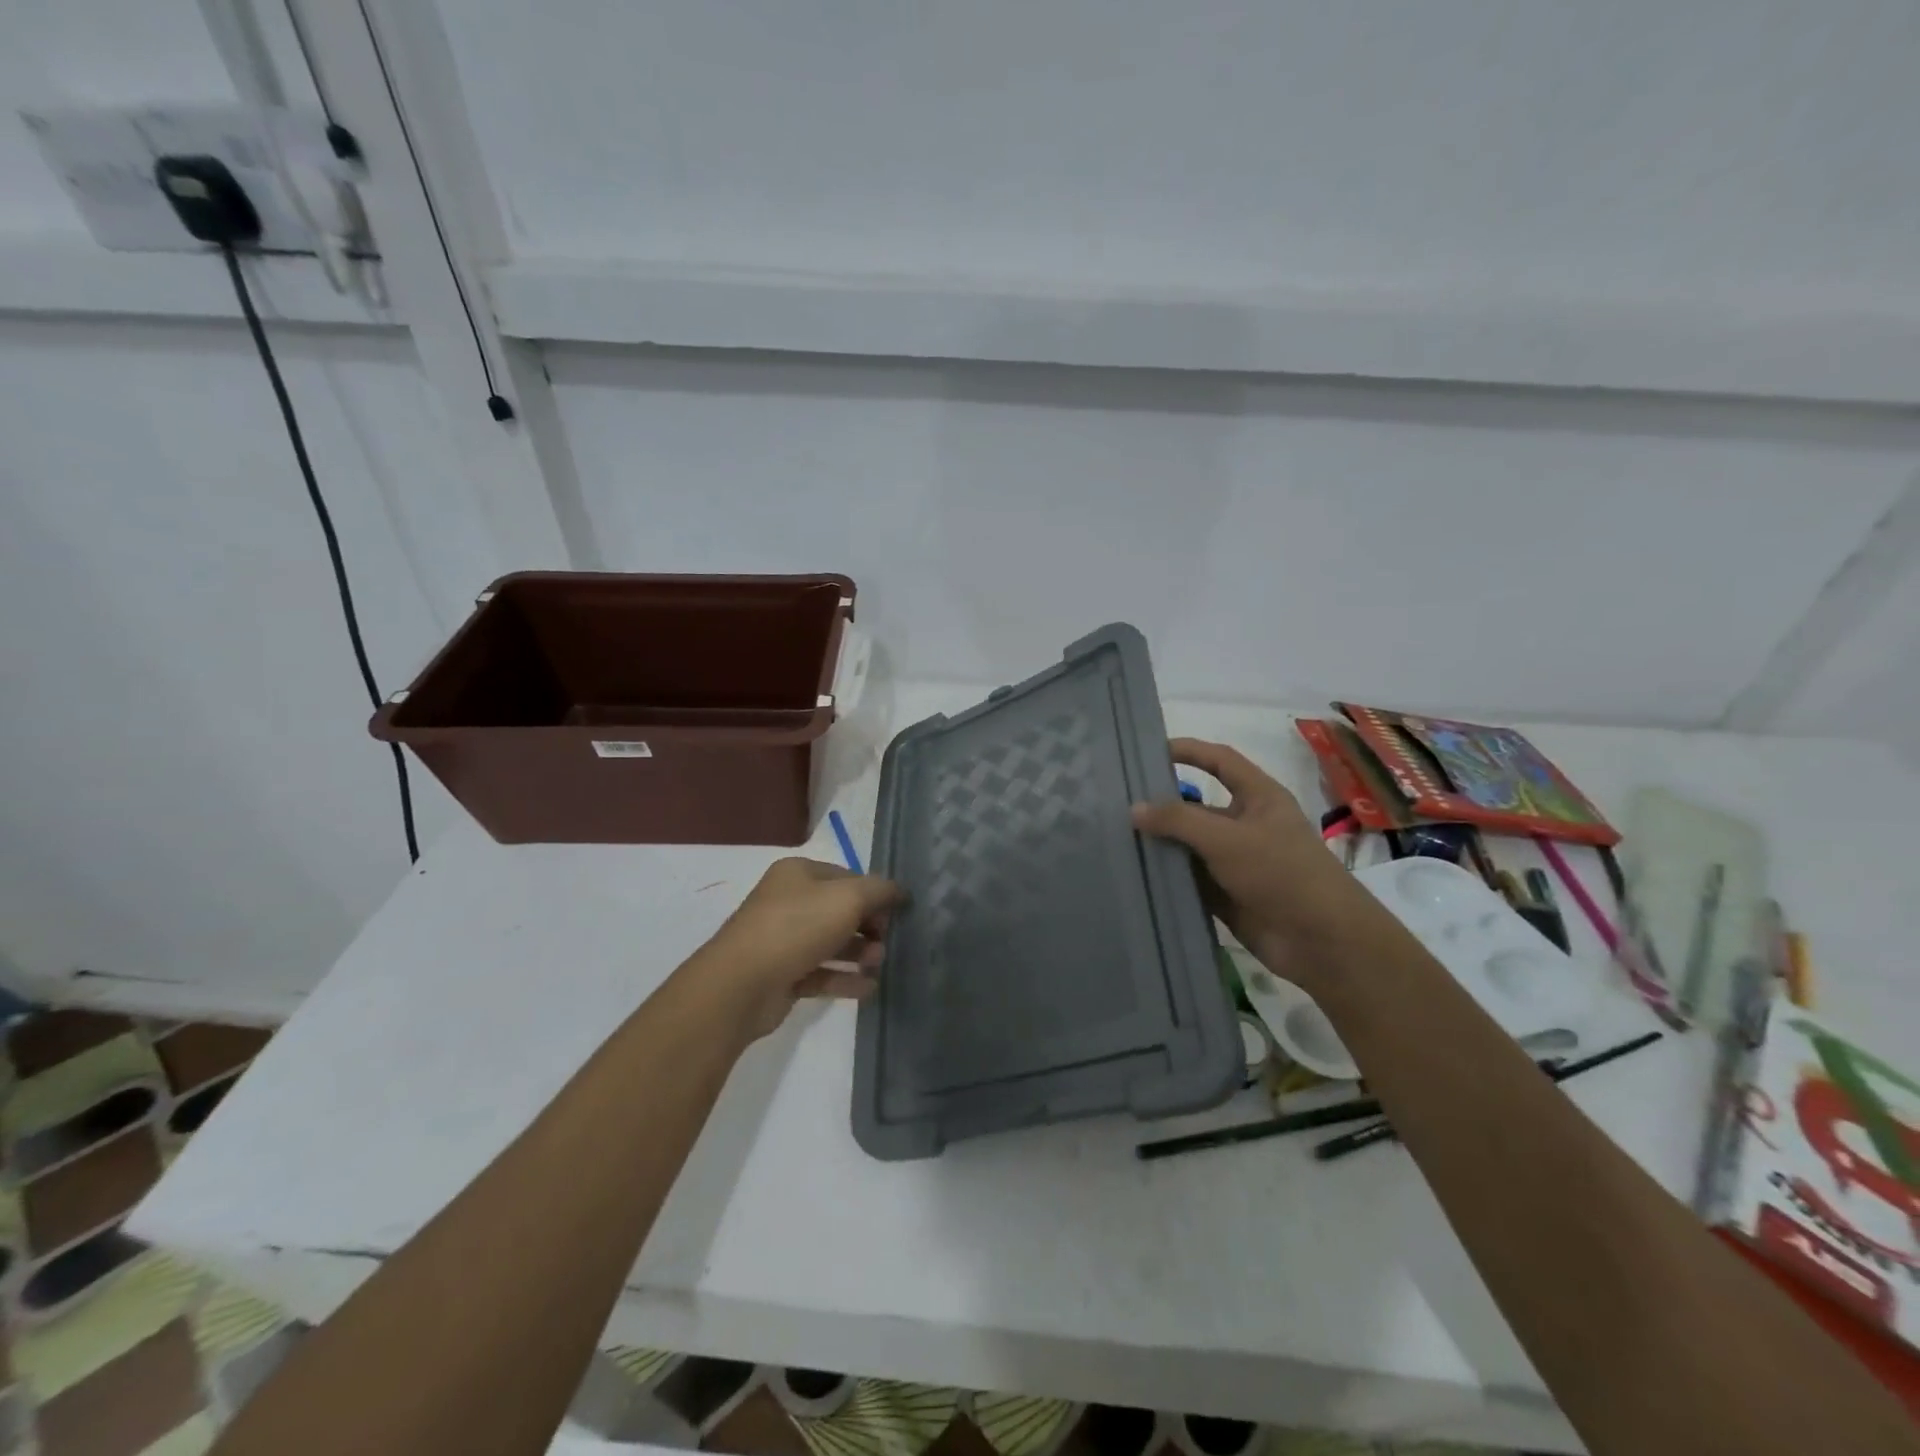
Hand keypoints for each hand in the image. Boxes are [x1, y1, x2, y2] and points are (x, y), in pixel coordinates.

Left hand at [691, 857, 903, 1040]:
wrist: (741, 984)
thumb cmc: (797, 927)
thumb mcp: (848, 898)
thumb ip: (880, 891)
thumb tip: (900, 891)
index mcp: (798, 873)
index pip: (847, 876)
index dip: (875, 893)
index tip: (899, 913)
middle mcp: (789, 902)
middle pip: (840, 910)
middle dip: (868, 926)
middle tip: (887, 942)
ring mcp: (783, 939)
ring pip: (832, 942)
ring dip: (859, 953)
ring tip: (878, 964)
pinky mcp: (783, 974)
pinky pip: (821, 973)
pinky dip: (845, 979)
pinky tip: (868, 988)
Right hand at [1131, 739, 1376, 985]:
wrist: (1322, 941)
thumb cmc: (1282, 873)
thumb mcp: (1228, 838)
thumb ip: (1179, 820)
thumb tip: (1134, 808)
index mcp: (1259, 797)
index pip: (1220, 761)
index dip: (1189, 751)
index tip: (1149, 751)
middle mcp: (1247, 825)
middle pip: (1198, 806)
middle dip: (1163, 805)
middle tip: (1117, 803)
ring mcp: (1236, 862)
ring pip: (1190, 846)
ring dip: (1161, 845)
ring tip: (1115, 839)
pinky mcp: (1228, 895)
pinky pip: (1190, 880)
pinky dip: (1167, 878)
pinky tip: (1134, 875)